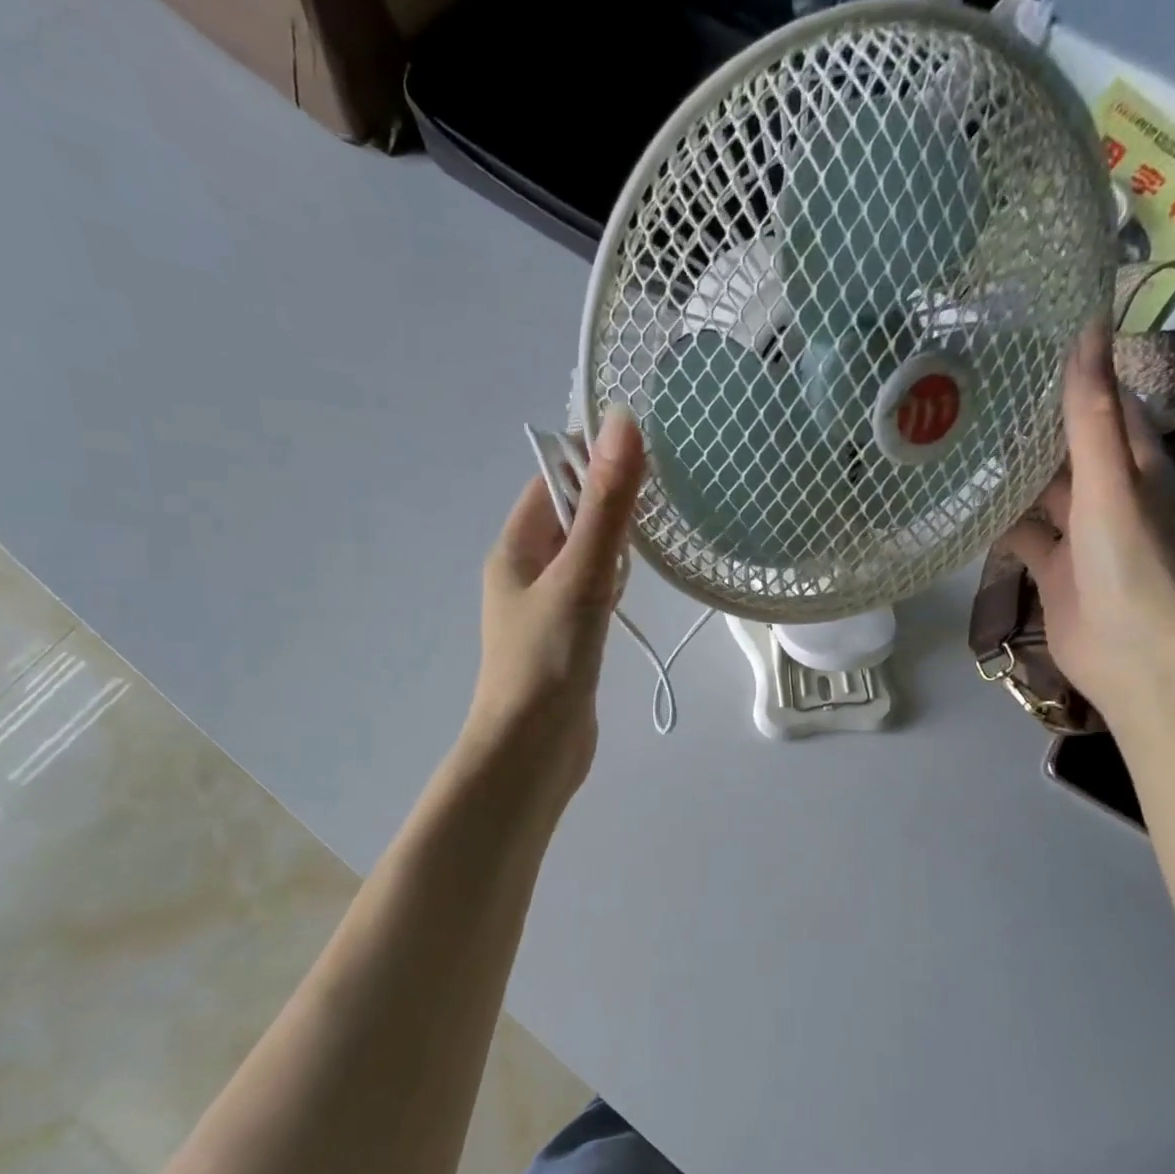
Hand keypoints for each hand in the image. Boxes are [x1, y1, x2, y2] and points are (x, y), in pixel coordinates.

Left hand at [464, 408, 645, 801]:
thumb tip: (623, 422)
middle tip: (659, 502)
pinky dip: (613, 584)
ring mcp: (544, 609)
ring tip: (652, 544)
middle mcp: (523, 572)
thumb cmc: (549, 661)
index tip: (645, 458)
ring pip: (583, 557)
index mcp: (514, 548)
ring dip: (614, 546)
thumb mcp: (581, 575)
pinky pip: (590, 593)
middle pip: (570, 517)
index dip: (593, 462)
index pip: (552, 481)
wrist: (533, 752)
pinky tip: (632, 593)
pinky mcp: (565, 639)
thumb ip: (605, 505)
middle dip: (609, 504)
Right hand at [1003, 326, 1174, 728]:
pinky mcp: (1052, 568)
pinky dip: (1000, 520)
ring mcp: (1080, 534)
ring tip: (964, 440)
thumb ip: (1091, 414)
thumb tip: (1086, 332)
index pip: (1109, 404)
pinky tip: (966, 504)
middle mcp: (1109, 493)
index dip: (1078, 376)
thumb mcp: (1109, 481)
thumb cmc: (1127, 560)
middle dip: (1035, 424)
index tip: (1029, 349)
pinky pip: (1023, 534)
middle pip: (1070, 447)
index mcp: (1136, 464)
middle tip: (979, 395)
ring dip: (1013, 473)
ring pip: (1043, 492)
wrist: (1128, 652)